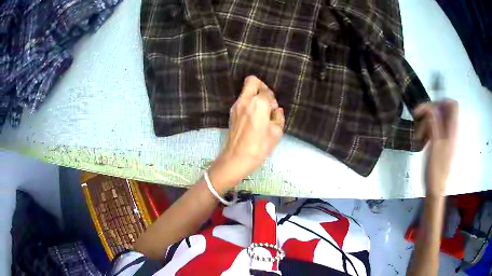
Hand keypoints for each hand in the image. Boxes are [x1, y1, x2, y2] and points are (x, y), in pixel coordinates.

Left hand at [208, 76, 284, 192]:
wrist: (236, 158)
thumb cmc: (259, 146)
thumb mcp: (276, 133)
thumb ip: (279, 117)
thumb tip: (276, 110)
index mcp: (258, 103)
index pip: (267, 91)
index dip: (273, 100)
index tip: (273, 111)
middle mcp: (245, 100)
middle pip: (252, 81)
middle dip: (261, 87)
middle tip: (266, 102)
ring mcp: (236, 105)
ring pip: (246, 90)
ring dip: (254, 96)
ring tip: (260, 112)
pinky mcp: (231, 113)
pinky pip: (241, 100)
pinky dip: (248, 103)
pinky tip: (253, 117)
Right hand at [415, 99, 457, 196]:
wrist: (435, 188)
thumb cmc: (436, 169)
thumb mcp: (436, 145)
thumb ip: (435, 124)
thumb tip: (431, 107)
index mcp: (453, 129)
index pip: (453, 105)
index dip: (442, 101)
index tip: (430, 108)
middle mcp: (450, 130)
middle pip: (442, 110)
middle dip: (429, 112)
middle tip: (418, 119)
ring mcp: (445, 136)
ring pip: (436, 119)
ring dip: (425, 123)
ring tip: (419, 136)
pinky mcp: (440, 142)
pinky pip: (433, 129)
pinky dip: (426, 131)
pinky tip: (422, 140)